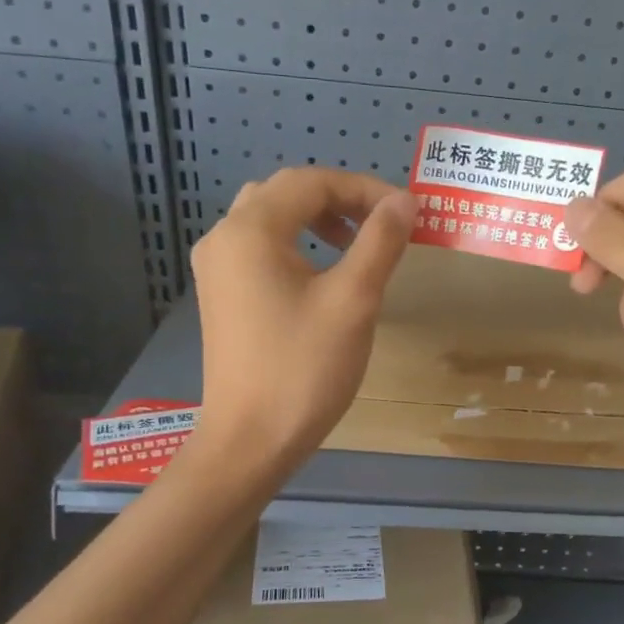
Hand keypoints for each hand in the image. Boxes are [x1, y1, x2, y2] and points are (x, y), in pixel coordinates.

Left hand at [190, 168, 414, 466]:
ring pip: (271, 218)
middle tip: (382, 224)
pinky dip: (297, 244)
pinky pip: (260, 248)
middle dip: (340, 200)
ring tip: (356, 245)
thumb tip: (404, 202)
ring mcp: (217, 269)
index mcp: (250, 231)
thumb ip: (380, 242)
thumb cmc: (304, 369)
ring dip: (317, 220)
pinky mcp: (221, 295)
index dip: (364, 188)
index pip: (311, 182)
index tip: (406, 213)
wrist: (251, 441)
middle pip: (286, 193)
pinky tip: (323, 275)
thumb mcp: (353, 301)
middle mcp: (224, 238)